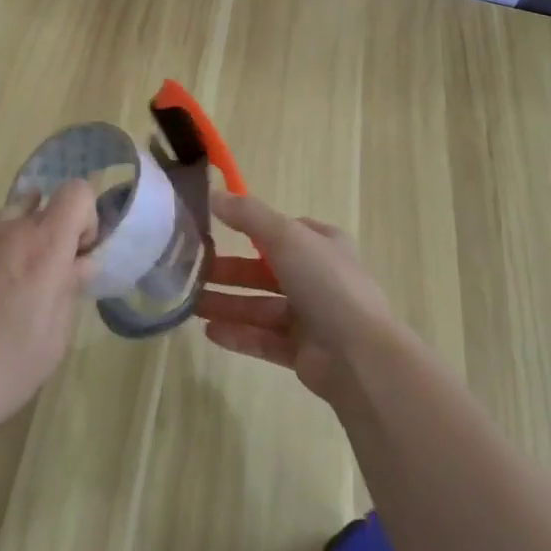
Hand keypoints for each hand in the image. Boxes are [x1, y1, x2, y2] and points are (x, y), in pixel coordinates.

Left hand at [0, 179, 96, 452]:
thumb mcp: (52, 342)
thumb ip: (70, 291)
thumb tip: (80, 264)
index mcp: (42, 246)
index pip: (77, 191)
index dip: (86, 218)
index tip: (77, 257)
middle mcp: (7, 230)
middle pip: (43, 207)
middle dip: (53, 236)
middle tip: (45, 284)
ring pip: (10, 221)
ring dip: (21, 245)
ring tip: (8, 294)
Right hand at [194, 192, 397, 403]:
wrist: (360, 356)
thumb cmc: (326, 283)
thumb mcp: (286, 236)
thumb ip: (248, 215)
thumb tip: (213, 194)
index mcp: (323, 245)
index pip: (283, 230)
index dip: (251, 228)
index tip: (215, 228)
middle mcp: (319, 278)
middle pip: (265, 270)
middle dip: (230, 270)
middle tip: (193, 271)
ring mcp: (312, 317)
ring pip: (261, 306)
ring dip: (227, 303)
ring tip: (190, 304)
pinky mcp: (303, 353)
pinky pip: (264, 339)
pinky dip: (239, 334)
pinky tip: (209, 332)